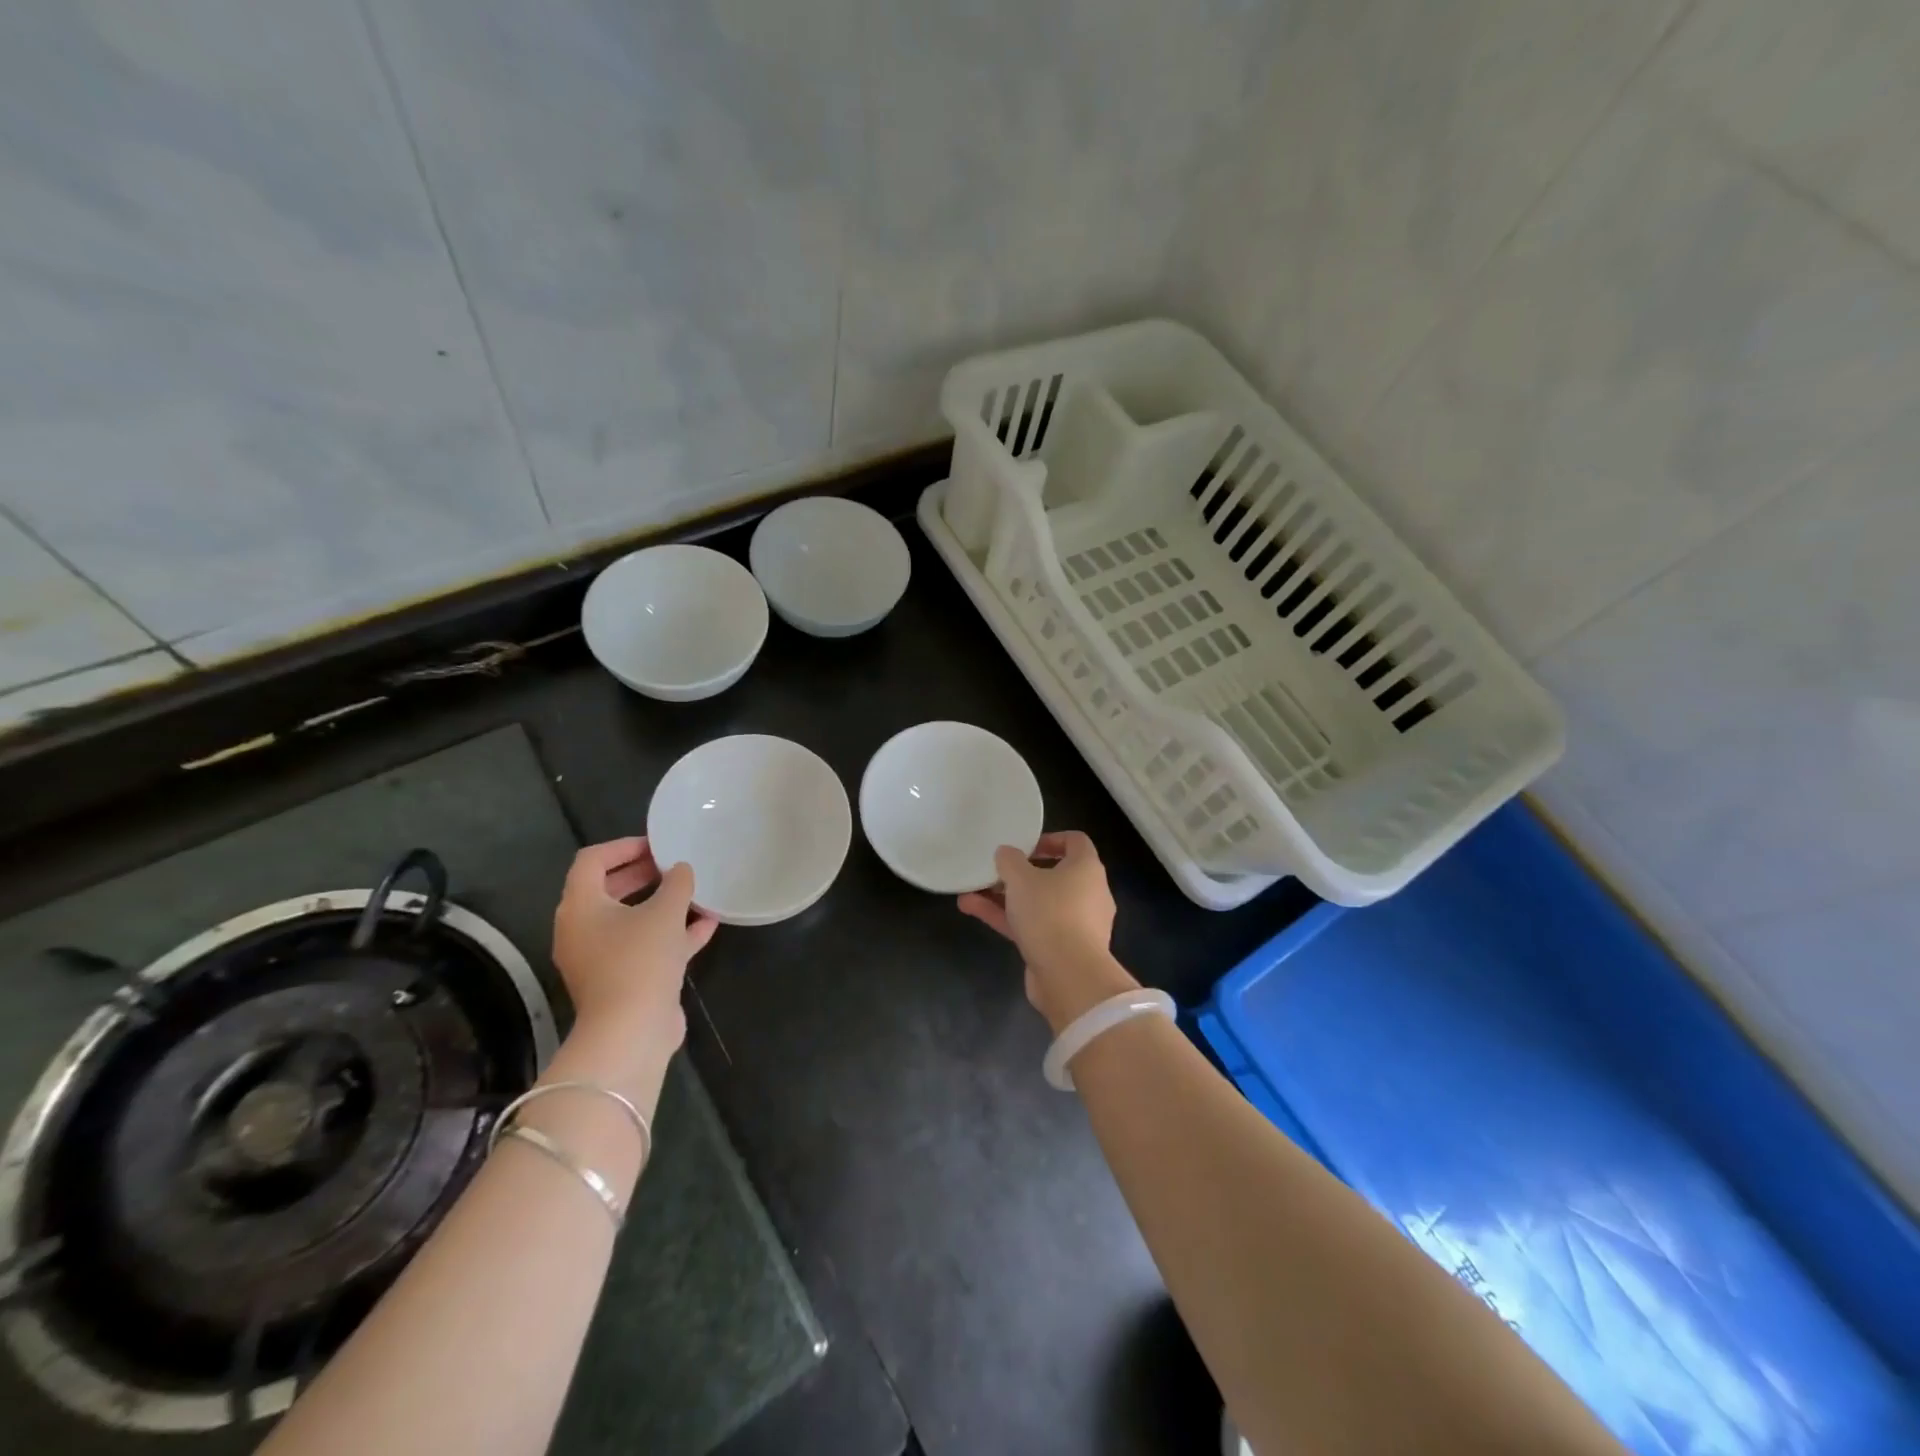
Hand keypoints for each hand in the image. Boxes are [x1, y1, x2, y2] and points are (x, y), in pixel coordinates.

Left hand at [551, 837, 717, 1054]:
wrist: (631, 1031)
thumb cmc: (640, 959)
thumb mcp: (665, 912)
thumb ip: (676, 883)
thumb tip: (681, 869)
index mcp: (580, 907)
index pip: (592, 861)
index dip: (623, 846)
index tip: (657, 844)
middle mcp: (582, 930)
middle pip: (609, 890)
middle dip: (643, 874)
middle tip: (674, 864)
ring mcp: (601, 958)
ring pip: (630, 921)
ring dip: (661, 905)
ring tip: (694, 891)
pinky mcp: (622, 980)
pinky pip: (645, 947)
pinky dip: (670, 934)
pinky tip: (706, 925)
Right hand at [957, 830, 1137, 1033]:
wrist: (1069, 977)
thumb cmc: (1050, 913)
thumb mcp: (1021, 878)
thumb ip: (1009, 860)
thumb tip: (1006, 853)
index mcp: (1087, 868)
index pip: (1075, 841)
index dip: (1049, 839)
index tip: (1023, 846)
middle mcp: (1088, 893)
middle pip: (1052, 875)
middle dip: (1018, 874)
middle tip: (994, 871)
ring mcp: (1076, 924)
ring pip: (1038, 903)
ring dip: (1005, 898)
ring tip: (970, 893)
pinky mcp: (1062, 949)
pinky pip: (1034, 925)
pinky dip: (1008, 919)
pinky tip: (973, 911)